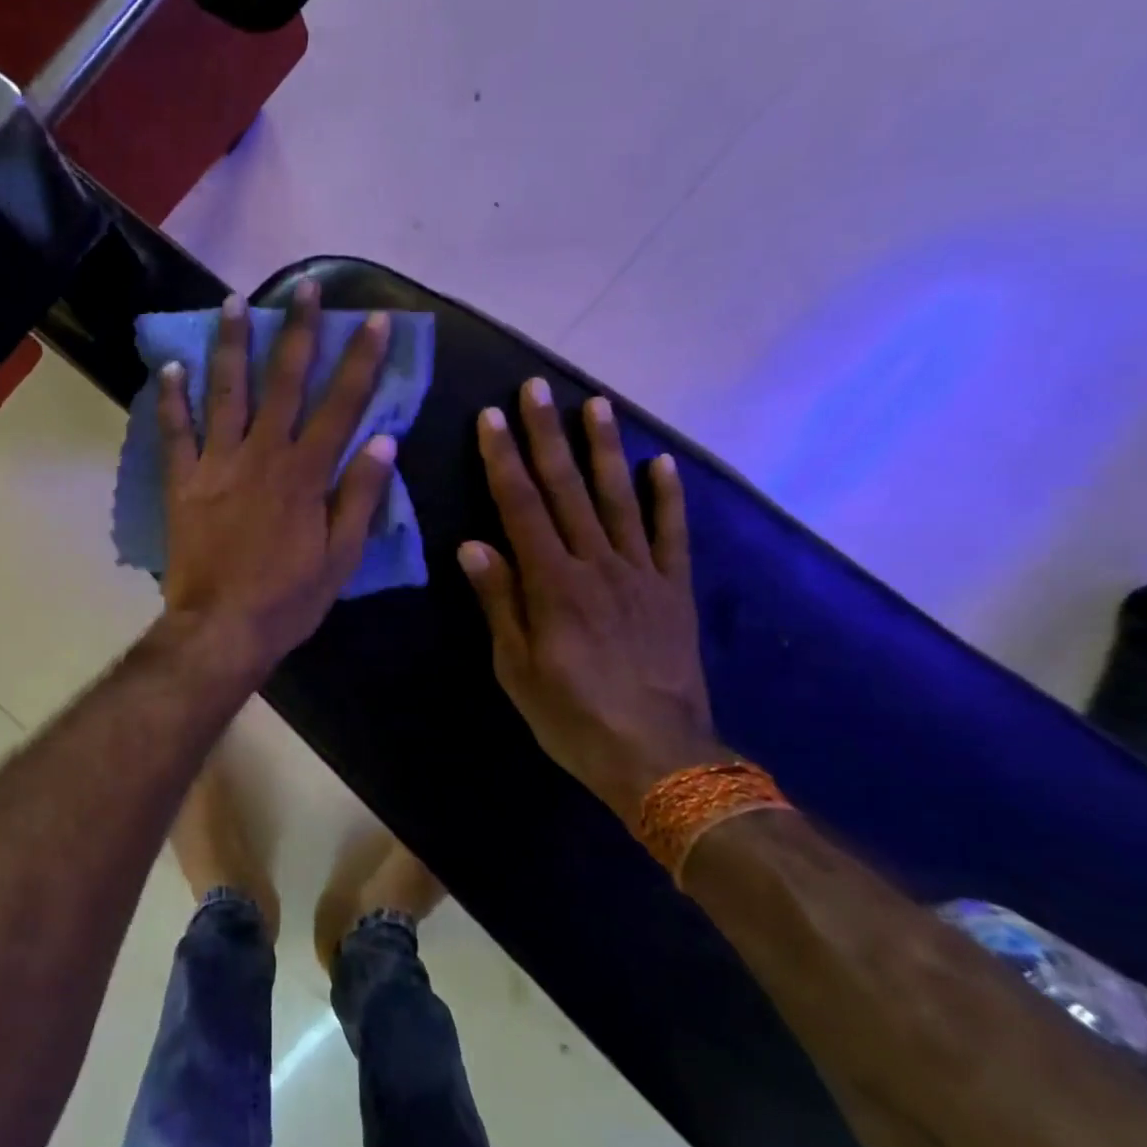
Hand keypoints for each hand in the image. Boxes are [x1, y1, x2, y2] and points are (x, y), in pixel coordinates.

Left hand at [158, 284, 398, 676]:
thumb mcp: (342, 556)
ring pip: (227, 392)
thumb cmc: (289, 598)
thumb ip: (361, 496)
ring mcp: (218, 464)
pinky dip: (172, 399)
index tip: (374, 320)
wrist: (221, 629)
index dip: (362, 360)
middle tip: (306, 289)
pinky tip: (172, 366)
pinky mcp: (183, 482)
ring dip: (232, 345)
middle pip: (285, 381)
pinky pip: (176, 433)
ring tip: (234, 302)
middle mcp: (264, 454)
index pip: (342, 404)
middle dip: (299, 331)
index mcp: (307, 473)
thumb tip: (384, 441)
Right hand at [459, 379, 716, 819]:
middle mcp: (596, 564)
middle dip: (547, 435)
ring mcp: (641, 573)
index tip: (492, 417)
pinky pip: (672, 535)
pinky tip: (662, 463)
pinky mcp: (674, 591)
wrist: (659, 758)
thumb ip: (498, 600)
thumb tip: (472, 543)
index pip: (520, 506)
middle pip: (567, 488)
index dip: (503, 458)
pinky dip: (668, 497)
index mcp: (551, 582)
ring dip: (604, 449)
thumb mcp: (516, 667)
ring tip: (596, 405)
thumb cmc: (571, 716)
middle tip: (536, 388)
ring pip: (619, 498)